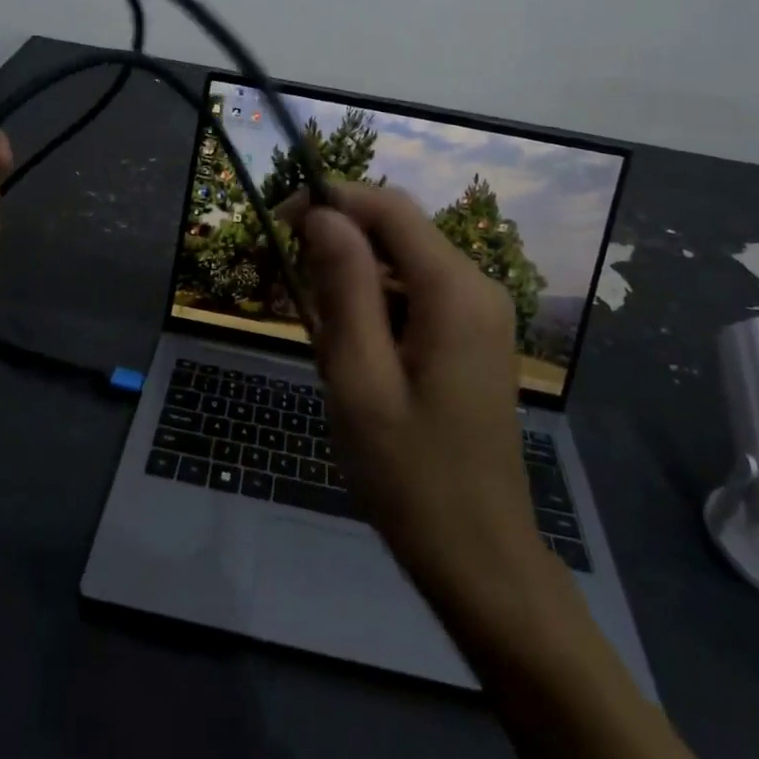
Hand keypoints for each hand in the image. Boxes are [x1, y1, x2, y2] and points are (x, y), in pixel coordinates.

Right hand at [282, 183, 546, 615]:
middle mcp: (476, 286)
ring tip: (325, 344)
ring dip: (354, 283)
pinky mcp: (472, 336)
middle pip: (397, 232)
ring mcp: (480, 312)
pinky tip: (358, 359)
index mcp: (454, 289)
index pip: (389, 207)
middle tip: (292, 297)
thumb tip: (323, 213)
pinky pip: (416, 295)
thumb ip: (344, 287)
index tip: (278, 224)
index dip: (331, 200)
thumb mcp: (360, 379)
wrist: (480, 558)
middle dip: (339, 247)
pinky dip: (377, 308)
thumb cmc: (410, 475)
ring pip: (402, 264)